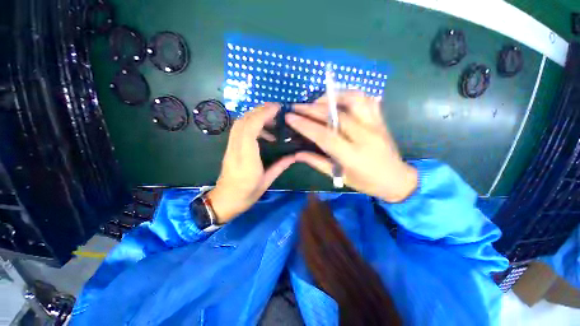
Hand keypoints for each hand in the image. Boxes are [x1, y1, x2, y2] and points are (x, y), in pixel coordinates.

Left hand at [207, 103, 295, 223]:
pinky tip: (263, 133)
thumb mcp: (266, 182)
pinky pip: (238, 130)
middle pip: (243, 122)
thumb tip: (294, 156)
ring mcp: (230, 148)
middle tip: (276, 110)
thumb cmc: (246, 194)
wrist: (224, 200)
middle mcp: (236, 150)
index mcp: (247, 160)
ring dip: (255, 116)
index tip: (277, 108)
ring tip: (271, 120)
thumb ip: (280, 166)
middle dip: (259, 111)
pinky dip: (250, 124)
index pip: (251, 130)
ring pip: (239, 123)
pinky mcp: (229, 148)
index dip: (263, 115)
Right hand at [286, 91, 416, 202]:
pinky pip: (367, 99)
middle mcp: (364, 136)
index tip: (290, 117)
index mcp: (352, 155)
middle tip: (296, 106)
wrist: (397, 179)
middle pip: (335, 115)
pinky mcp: (381, 119)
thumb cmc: (366, 182)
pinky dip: (351, 95)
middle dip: (311, 109)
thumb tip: (296, 154)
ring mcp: (375, 125)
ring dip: (332, 97)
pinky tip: (339, 100)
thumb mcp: (340, 177)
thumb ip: (317, 162)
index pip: (324, 135)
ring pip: (354, 99)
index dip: (305, 125)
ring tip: (317, 101)